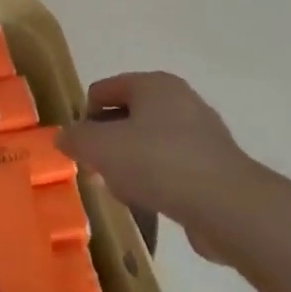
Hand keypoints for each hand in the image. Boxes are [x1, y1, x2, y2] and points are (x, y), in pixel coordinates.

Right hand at [59, 72, 268, 258]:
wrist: (226, 206)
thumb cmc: (157, 162)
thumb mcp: (100, 147)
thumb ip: (75, 138)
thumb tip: (64, 137)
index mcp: (153, 84)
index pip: (102, 90)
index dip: (84, 117)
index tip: (81, 148)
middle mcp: (180, 100)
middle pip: (125, 117)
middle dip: (106, 143)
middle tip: (97, 171)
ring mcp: (201, 134)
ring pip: (147, 144)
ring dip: (128, 165)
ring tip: (123, 190)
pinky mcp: (214, 166)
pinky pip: (170, 167)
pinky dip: (155, 180)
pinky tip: (150, 201)